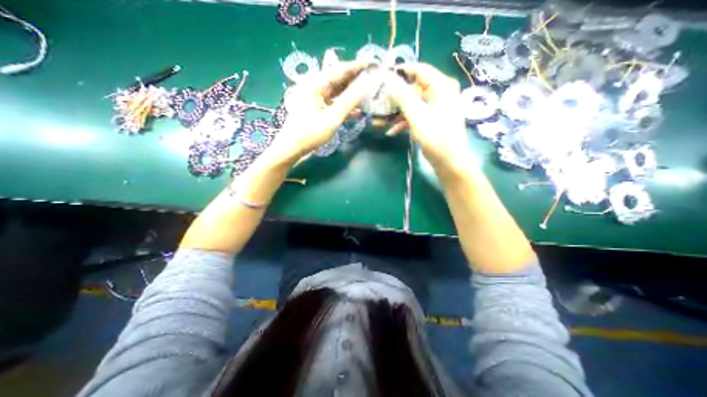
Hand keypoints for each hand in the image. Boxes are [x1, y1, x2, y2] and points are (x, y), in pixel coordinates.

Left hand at [268, 63, 380, 164]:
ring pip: (336, 91)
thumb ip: (350, 101)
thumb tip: (367, 84)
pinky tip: (356, 111)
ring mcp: (313, 96)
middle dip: (355, 80)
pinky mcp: (314, 106)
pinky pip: (331, 101)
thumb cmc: (310, 134)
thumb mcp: (333, 118)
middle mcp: (313, 85)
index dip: (357, 66)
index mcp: (315, 84)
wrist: (291, 148)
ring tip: (368, 95)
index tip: (373, 64)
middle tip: (373, 80)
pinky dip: (343, 105)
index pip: (340, 69)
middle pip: (337, 78)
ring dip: (350, 94)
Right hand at [381, 64, 467, 169]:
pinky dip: (405, 122)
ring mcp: (437, 108)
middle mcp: (441, 93)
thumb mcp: (417, 114)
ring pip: (414, 104)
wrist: (449, 161)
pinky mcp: (433, 120)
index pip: (420, 69)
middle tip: (380, 100)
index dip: (402, 70)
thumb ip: (402, 96)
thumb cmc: (435, 136)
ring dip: (398, 112)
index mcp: (441, 86)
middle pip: (415, 88)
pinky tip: (392, 132)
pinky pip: (417, 116)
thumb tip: (389, 82)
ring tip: (382, 119)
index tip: (385, 75)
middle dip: (397, 96)